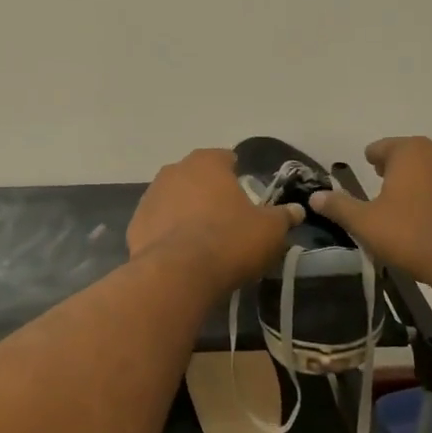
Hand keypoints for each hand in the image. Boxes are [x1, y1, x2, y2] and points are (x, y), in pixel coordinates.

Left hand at [129, 149, 301, 291]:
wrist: (178, 274)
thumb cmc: (229, 240)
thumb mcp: (270, 230)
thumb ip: (283, 216)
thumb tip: (296, 210)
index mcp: (206, 162)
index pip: (225, 158)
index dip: (237, 175)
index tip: (247, 195)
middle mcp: (174, 170)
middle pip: (197, 178)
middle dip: (209, 193)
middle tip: (227, 218)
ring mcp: (150, 196)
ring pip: (174, 199)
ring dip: (186, 211)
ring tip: (203, 239)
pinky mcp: (135, 224)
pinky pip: (158, 224)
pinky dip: (168, 233)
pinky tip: (181, 253)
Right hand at [308, 136, 431, 284]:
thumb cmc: (413, 236)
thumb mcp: (366, 223)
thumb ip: (339, 206)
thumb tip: (315, 197)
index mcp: (410, 152)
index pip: (382, 146)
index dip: (371, 158)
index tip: (367, 168)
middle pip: (411, 155)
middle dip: (397, 168)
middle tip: (384, 188)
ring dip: (422, 182)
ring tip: (410, 206)